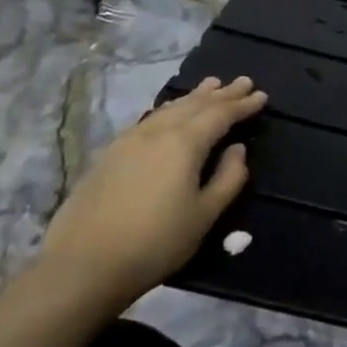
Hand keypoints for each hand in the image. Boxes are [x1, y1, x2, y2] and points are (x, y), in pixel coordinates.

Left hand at [30, 75, 267, 313]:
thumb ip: (229, 177)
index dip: (243, 105)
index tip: (262, 96)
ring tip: (210, 86)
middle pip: (194, 105)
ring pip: (168, 109)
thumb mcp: (206, 214)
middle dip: (221, 94)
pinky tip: (169, 114)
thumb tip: (237, 149)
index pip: (220, 114)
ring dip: (193, 97)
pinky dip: (168, 110)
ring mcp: (128, 142)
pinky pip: (149, 120)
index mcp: (184, 144)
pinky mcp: (109, 155)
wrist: (83, 265)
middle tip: (243, 81)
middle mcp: (156, 133)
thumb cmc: (157, 241)